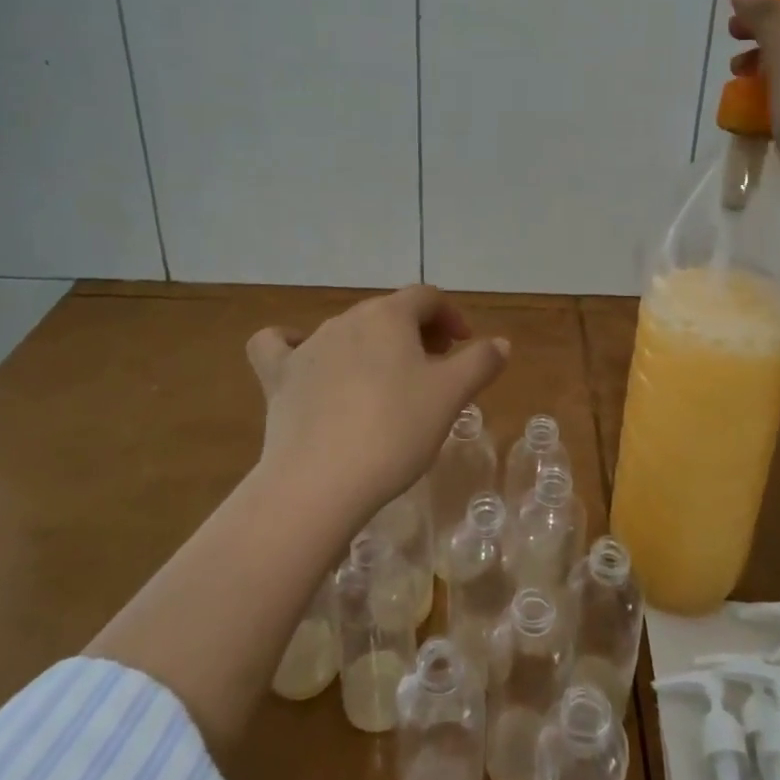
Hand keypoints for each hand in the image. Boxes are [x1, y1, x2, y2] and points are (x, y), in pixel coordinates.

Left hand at [245, 286, 508, 523]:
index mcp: (390, 316)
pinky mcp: (279, 377)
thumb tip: (500, 342)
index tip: (464, 346)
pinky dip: (293, 346)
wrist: (320, 481)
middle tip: (435, 369)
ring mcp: (308, 346)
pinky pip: (279, 346)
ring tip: (388, 383)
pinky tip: (305, 362)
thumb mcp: (451, 396)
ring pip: (348, 331)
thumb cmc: (395, 430)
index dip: (451, 316)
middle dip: (417, 333)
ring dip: (374, 346)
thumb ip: (480, 362)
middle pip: (389, 312)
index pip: (427, 297)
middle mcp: (347, 319)